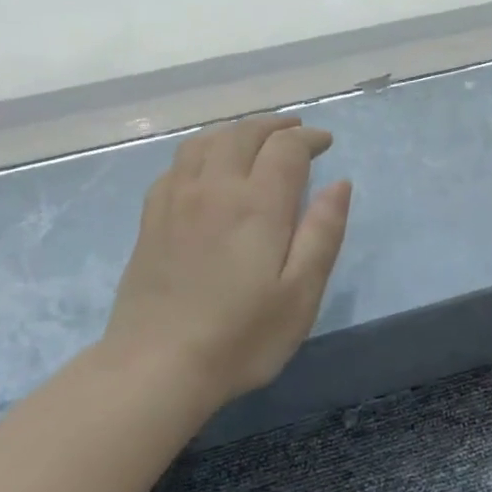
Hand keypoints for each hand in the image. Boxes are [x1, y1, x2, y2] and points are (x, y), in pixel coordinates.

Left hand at [102, 115, 351, 404]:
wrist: (156, 366)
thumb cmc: (241, 336)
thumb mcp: (301, 293)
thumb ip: (323, 233)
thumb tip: (339, 184)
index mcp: (257, 204)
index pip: (286, 148)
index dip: (309, 138)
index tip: (326, 142)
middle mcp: (214, 188)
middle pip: (244, 134)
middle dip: (275, 125)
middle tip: (297, 131)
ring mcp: (176, 200)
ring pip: (207, 141)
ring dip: (237, 130)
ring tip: (255, 138)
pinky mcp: (152, 218)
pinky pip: (178, 163)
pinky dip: (203, 150)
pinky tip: (208, 166)